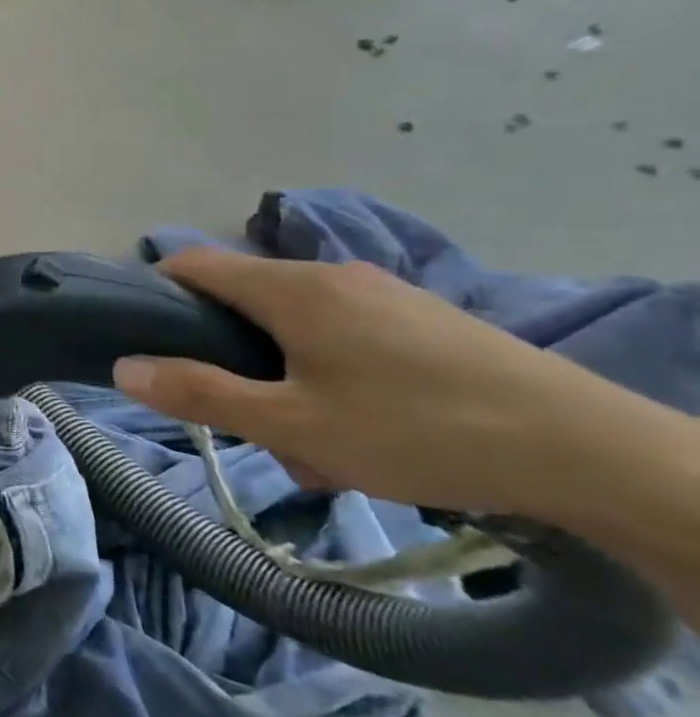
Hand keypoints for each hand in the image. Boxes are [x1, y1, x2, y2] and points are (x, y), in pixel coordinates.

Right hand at [110, 246, 616, 516]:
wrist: (592, 453)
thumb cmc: (416, 430)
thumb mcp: (291, 425)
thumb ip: (200, 393)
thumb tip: (124, 367)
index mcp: (290, 288)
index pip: (193, 263)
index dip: (157, 292)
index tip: (147, 340)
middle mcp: (331, 276)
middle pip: (244, 302)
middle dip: (229, 358)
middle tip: (246, 419)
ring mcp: (383, 295)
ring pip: (296, 328)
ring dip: (282, 377)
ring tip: (314, 443)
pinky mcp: (424, 321)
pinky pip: (346, 337)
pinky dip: (329, 375)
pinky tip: (365, 432)